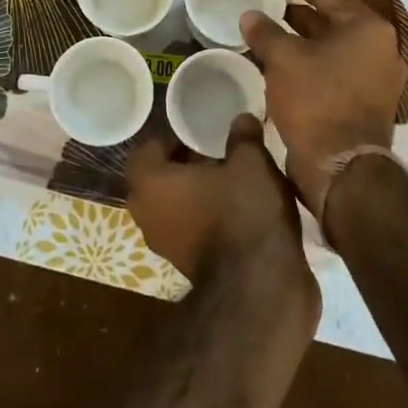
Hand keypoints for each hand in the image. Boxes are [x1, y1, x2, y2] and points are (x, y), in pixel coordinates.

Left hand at [126, 118, 315, 313]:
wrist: (260, 289)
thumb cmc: (243, 212)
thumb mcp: (250, 162)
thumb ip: (242, 137)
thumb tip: (242, 119)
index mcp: (149, 182)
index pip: (148, 148)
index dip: (172, 137)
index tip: (199, 132)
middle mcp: (147, 214)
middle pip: (159, 178)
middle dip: (184, 165)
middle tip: (216, 154)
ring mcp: (165, 245)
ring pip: (174, 206)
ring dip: (196, 194)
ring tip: (232, 180)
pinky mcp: (187, 267)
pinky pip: (190, 229)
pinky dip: (207, 218)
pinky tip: (239, 210)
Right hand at [240, 0, 406, 217]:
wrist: (341, 168)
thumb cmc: (316, 101)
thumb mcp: (284, 59)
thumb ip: (266, 31)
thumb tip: (250, 16)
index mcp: (367, 28)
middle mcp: (378, 47)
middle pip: (332, 17)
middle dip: (297, 8)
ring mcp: (375, 77)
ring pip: (330, 45)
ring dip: (300, 36)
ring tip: (266, 27)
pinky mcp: (364, 101)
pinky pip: (331, 68)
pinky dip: (307, 60)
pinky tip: (278, 60)